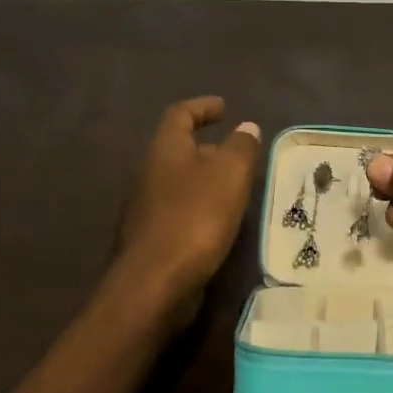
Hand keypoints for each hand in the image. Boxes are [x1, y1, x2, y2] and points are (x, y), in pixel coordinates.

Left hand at [115, 97, 261, 319]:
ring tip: (237, 189)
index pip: (180, 114)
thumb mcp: (229, 175)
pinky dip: (201, 209)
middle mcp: (149, 174)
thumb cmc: (195, 218)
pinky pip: (179, 212)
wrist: (154, 285)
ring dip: (206, 181)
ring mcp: (146, 209)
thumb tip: (246, 127)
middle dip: (208, 147)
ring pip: (179, 183)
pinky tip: (221, 224)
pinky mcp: (151, 239)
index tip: (224, 107)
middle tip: (239, 154)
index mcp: (165, 150)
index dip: (202, 107)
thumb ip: (241, 147)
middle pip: (178, 149)